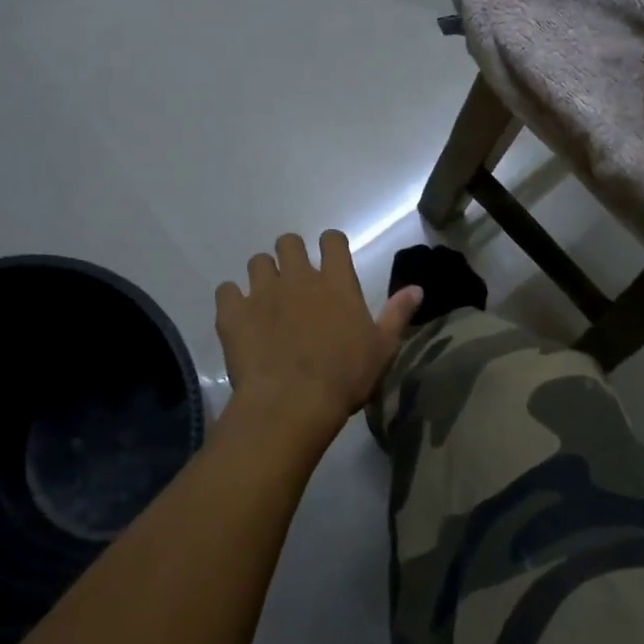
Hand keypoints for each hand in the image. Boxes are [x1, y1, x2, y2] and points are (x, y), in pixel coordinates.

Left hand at [216, 231, 420, 429]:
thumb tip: (417, 288)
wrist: (292, 403)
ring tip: (266, 300)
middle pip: (289, 243)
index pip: (332, 240)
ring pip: (257, 262)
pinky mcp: (233, 312)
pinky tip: (240, 318)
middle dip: (291, 255)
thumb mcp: (382, 348)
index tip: (329, 259)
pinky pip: (226, 290)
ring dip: (263, 275)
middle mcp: (298, 276)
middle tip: (295, 282)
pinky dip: (232, 300)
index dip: (330, 245)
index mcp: (336, 281)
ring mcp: (262, 291)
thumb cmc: (344, 377)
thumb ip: (397, 314)